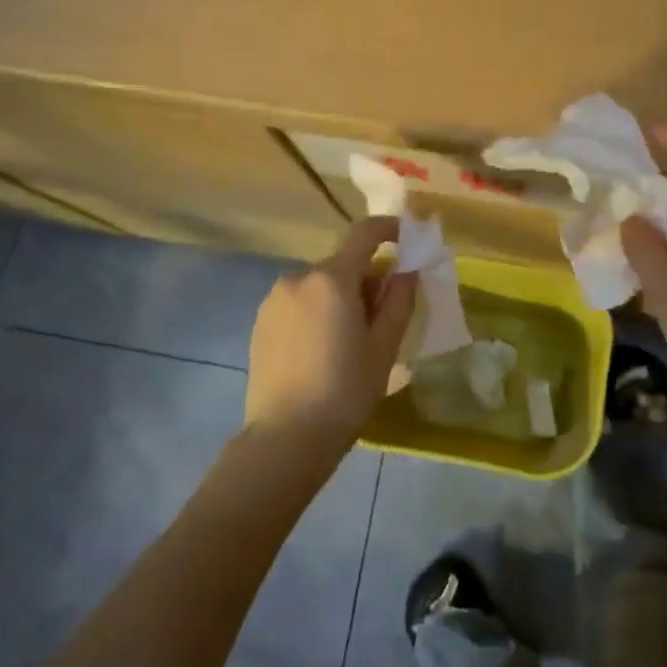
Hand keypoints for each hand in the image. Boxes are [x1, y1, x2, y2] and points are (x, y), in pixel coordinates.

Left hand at [244, 217, 416, 447]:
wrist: (285, 437)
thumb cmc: (346, 391)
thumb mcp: (384, 347)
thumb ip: (399, 300)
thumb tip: (407, 271)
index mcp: (332, 279)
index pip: (364, 234)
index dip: (389, 229)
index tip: (407, 238)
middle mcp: (298, 277)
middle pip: (342, 264)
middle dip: (367, 278)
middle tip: (383, 316)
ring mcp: (274, 299)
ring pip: (319, 285)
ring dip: (340, 297)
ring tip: (350, 340)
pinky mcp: (260, 321)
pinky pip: (299, 303)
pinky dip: (318, 311)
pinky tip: (322, 350)